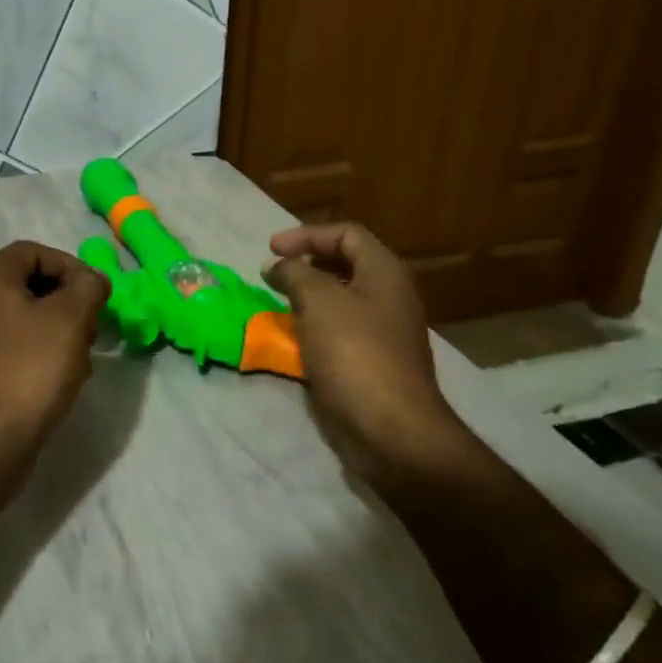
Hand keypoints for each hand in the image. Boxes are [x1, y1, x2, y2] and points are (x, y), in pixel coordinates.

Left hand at [0, 240, 110, 467]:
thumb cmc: (30, 369)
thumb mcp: (71, 317)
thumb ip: (88, 286)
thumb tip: (91, 281)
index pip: (31, 251)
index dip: (68, 264)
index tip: (93, 292)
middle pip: (28, 284)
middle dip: (67, 300)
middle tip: (92, 325)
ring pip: (24, 318)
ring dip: (58, 329)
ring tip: (82, 356)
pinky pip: (14, 348)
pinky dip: (41, 353)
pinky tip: (62, 379)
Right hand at [264, 223, 458, 462]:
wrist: (390, 429)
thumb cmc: (355, 353)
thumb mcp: (319, 301)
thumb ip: (295, 274)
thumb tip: (277, 266)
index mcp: (385, 273)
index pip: (347, 234)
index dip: (307, 235)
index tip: (271, 250)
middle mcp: (389, 296)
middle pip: (345, 264)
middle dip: (306, 264)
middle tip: (273, 274)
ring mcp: (382, 331)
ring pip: (340, 300)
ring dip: (306, 297)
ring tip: (276, 304)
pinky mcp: (371, 362)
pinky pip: (338, 331)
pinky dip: (313, 328)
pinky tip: (291, 338)